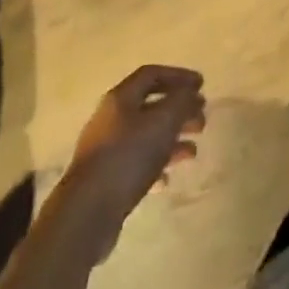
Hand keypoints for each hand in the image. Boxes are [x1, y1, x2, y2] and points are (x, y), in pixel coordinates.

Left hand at [59, 65, 206, 262]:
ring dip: (171, 140)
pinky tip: (168, 179)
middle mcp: (111, 118)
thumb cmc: (127, 157)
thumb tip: (191, 93)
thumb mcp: (162, 123)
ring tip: (193, 152)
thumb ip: (181, 102)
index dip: (178, 76)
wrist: (86, 213)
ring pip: (146, 136)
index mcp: (121, 98)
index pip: (152, 74)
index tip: (201, 85)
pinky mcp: (106, 180)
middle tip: (202, 120)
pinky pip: (136, 164)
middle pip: (150, 106)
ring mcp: (106, 150)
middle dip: (179, 110)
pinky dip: (156, 166)